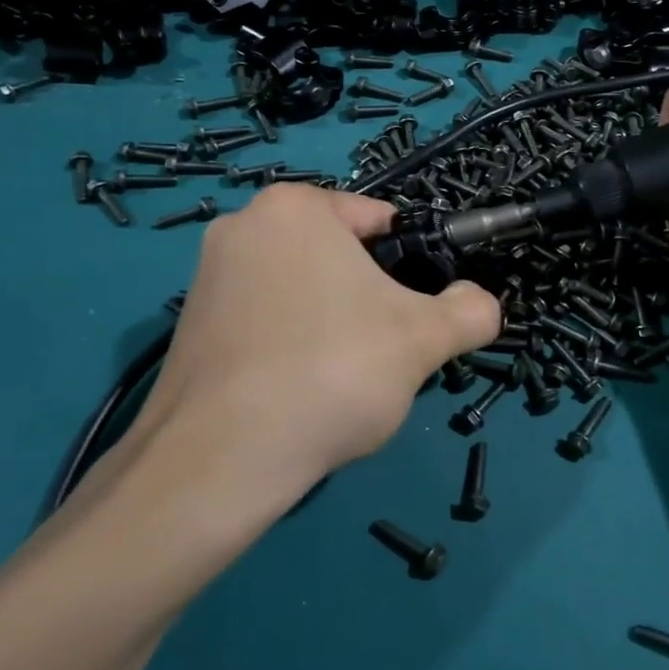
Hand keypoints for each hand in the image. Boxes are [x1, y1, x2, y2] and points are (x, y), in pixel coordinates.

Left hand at [129, 185, 500, 490]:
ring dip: (333, 324)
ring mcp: (208, 274)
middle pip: (341, 256)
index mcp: (296, 207)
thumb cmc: (332, 372)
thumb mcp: (425, 339)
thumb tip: (479, 303)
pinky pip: (266, 320)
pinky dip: (291, 346)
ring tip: (338, 379)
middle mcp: (244, 224)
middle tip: (380, 352)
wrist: (219, 462)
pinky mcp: (188, 324)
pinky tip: (298, 393)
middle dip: (370, 299)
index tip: (414, 315)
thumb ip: (471, 311)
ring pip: (305, 290)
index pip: (381, 222)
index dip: (411, 267)